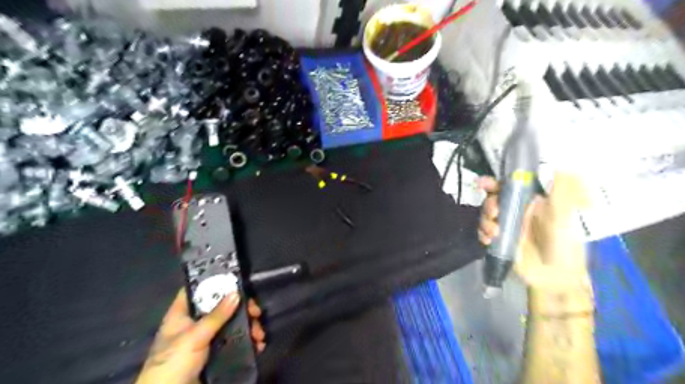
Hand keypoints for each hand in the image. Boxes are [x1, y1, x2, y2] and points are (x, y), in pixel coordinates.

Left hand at [136, 288, 267, 383]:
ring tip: (259, 336)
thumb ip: (217, 315)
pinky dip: (248, 341)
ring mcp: (206, 339)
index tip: (235, 281)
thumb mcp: (195, 337)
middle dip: (242, 308)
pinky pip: (235, 341)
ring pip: (231, 324)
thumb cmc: (174, 363)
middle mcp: (195, 323)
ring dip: (249, 327)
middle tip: (256, 312)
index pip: (196, 290)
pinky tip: (258, 345)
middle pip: (221, 306)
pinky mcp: (216, 354)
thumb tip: (237, 293)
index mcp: (182, 314)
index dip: (214, 282)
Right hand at [477, 172, 591, 287]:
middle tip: (494, 213)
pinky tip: (489, 240)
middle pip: (493, 201)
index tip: (484, 183)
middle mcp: (516, 212)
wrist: (556, 279)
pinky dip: (482, 234)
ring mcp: (506, 227)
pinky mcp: (499, 241)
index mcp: (530, 203)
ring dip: (485, 221)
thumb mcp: (564, 218)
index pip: (509, 187)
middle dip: (489, 204)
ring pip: (486, 216)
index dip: (495, 183)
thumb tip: (563, 167)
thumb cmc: (564, 246)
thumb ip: (562, 194)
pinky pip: (483, 233)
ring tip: (494, 232)